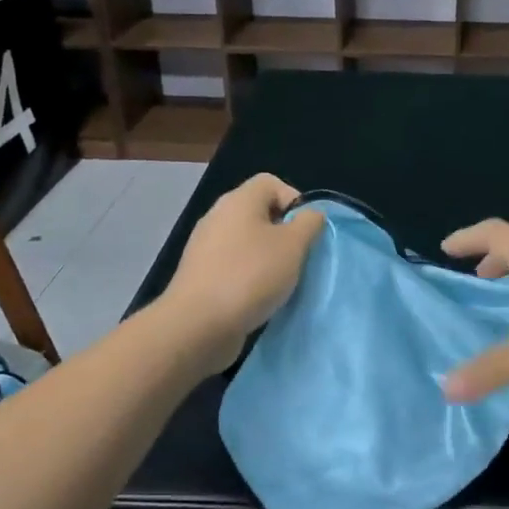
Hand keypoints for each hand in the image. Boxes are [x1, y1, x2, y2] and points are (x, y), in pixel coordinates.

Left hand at [162, 173, 325, 370]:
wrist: (198, 325)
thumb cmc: (250, 276)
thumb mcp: (293, 245)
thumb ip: (309, 224)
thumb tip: (310, 215)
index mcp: (238, 201)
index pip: (271, 183)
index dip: (295, 201)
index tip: (308, 232)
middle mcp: (218, 217)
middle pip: (259, 213)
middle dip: (284, 234)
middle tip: (300, 258)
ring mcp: (206, 248)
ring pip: (247, 243)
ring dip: (269, 259)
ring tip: (283, 282)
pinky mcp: (201, 276)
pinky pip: (234, 267)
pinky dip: (250, 278)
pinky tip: (261, 298)